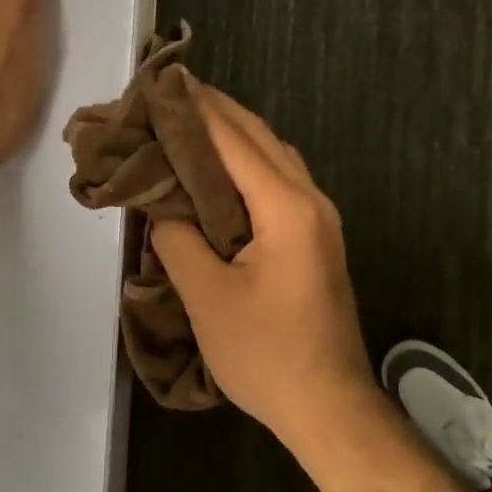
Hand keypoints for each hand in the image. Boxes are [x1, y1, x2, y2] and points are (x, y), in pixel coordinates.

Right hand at [150, 86, 375, 447]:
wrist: (330, 406)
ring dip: (234, 131)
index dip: (196, 109)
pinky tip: (221, 166)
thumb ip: (179, 239)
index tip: (161, 84)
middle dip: (215, 110)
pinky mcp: (317, 233)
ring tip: (189, 119)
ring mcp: (320, 215)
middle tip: (170, 93)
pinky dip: (248, 159)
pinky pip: (280, 176)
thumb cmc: (267, 355)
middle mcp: (309, 198)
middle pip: (259, 136)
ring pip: (273, 153)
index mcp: (285, 207)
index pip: (234, 140)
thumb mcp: (208, 299)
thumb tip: (161, 203)